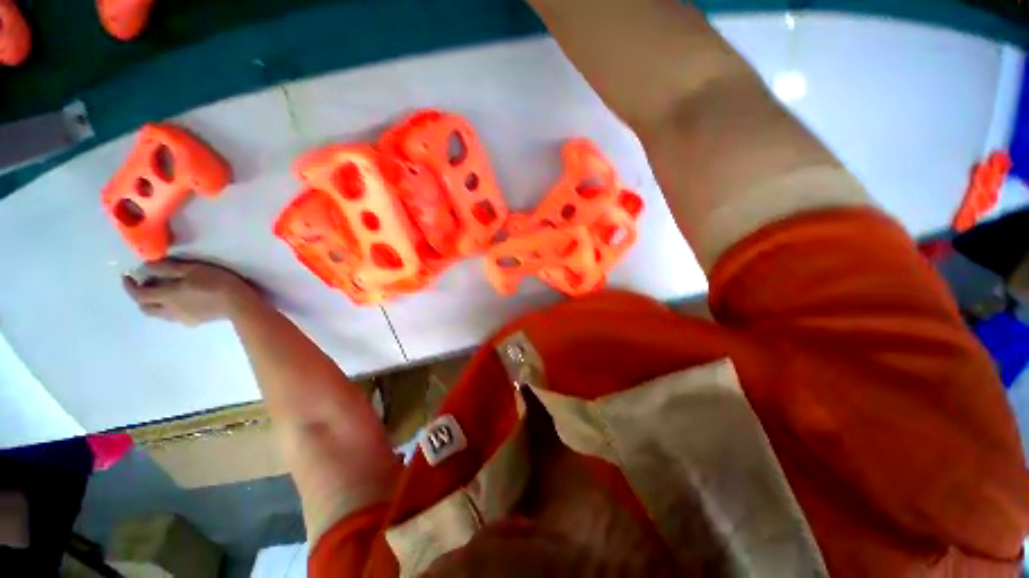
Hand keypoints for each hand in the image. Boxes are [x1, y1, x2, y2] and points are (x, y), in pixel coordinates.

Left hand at [122, 259, 259, 326]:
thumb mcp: (192, 269)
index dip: (129, 286)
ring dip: (156, 304)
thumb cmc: (217, 283)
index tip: (127, 276)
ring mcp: (181, 318)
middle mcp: (168, 310)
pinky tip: (183, 303)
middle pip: (146, 307)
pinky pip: (175, 317)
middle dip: (141, 297)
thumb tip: (147, 267)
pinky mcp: (195, 322)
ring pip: (159, 314)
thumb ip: (168, 268)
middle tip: (146, 286)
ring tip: (165, 294)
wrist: (240, 305)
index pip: (138, 294)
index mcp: (165, 296)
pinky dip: (171, 309)